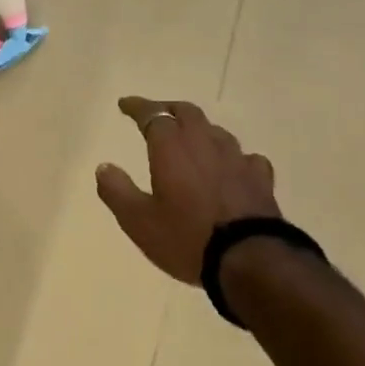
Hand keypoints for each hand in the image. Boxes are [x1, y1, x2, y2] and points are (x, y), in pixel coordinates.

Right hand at [95, 97, 280, 283]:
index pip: (153, 115)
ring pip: (216, 132)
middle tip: (156, 115)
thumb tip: (104, 167)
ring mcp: (237, 160)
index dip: (138, 107)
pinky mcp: (260, 179)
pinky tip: (230, 167)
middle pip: (188, 113)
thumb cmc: (186, 238)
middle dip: (169, 109)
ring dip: (199, 130)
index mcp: (172, 148)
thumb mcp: (137, 220)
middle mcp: (205, 145)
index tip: (124, 104)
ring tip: (190, 139)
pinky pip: (245, 157)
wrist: (250, 261)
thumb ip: (116, 190)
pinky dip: (231, 157)